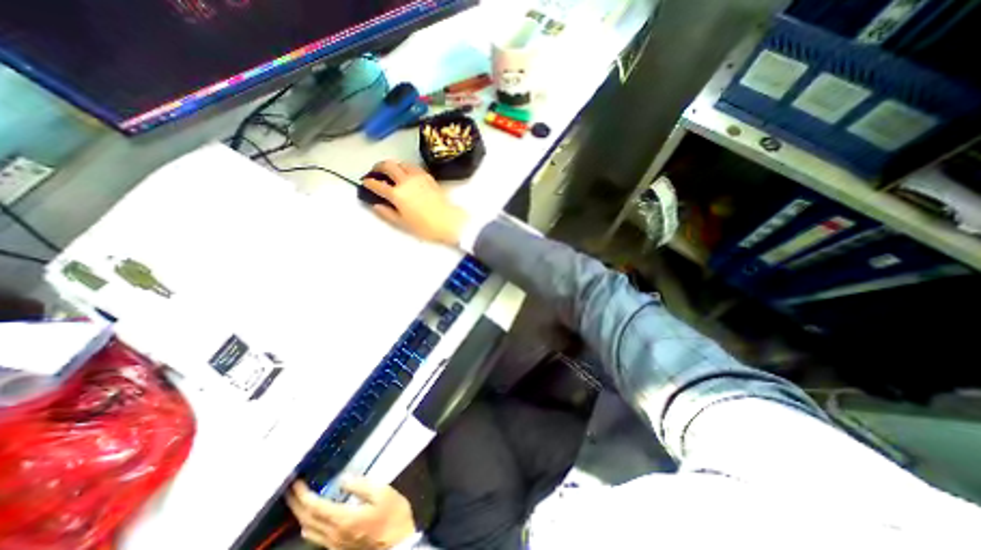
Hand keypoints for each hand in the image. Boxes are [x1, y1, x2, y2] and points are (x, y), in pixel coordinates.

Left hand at [288, 477, 415, 549]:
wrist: (398, 543)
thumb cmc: (392, 515)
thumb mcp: (383, 493)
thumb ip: (361, 485)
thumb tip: (343, 479)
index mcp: (343, 519)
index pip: (315, 507)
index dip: (303, 494)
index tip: (296, 483)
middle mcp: (333, 535)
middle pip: (307, 520)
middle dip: (296, 504)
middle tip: (290, 490)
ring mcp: (334, 544)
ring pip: (309, 531)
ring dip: (300, 515)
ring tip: (299, 500)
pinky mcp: (339, 547)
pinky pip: (316, 537)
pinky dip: (309, 524)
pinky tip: (313, 518)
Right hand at [362, 158, 469, 243]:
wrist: (450, 222)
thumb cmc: (426, 227)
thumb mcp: (403, 224)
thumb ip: (387, 214)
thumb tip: (376, 205)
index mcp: (397, 194)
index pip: (378, 184)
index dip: (369, 183)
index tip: (365, 183)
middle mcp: (406, 181)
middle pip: (388, 165)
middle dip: (378, 166)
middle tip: (375, 172)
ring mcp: (418, 177)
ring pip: (401, 162)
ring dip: (393, 165)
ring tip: (392, 171)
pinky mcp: (429, 177)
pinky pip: (414, 166)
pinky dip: (406, 167)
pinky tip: (407, 174)